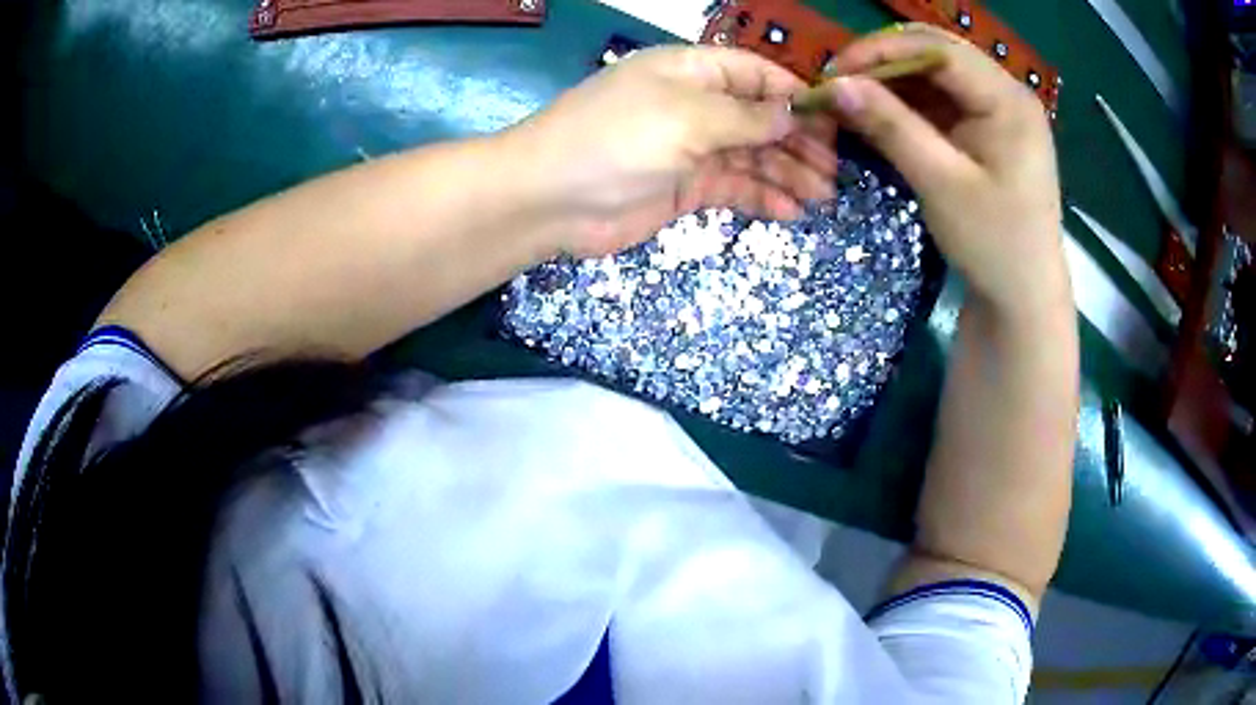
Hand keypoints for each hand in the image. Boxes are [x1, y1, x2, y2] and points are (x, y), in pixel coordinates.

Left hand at [504, 46, 838, 256]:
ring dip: (787, 173)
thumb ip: (746, 116)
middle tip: (835, 170)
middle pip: (760, 117)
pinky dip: (761, 197)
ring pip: (751, 155)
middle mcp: (694, 104)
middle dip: (798, 141)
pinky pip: (733, 187)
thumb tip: (793, 114)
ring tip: (823, 196)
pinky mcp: (684, 187)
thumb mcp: (688, 116)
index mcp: (691, 71)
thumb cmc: (617, 139)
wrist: (550, 198)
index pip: (756, 73)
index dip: (795, 94)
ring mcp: (689, 147)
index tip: (835, 122)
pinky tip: (790, 211)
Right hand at [822, 25, 1066, 315]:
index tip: (834, 71)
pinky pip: (943, 101)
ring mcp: (1000, 111)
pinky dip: (908, 103)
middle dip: (885, 61)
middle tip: (841, 83)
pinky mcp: (990, 130)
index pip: (938, 50)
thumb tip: (835, 84)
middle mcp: (1007, 93)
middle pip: (937, 54)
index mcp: (1008, 100)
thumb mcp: (941, 184)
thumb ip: (891, 127)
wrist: (1025, 298)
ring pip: (936, 75)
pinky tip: (881, 115)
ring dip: (893, 81)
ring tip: (853, 99)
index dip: (882, 50)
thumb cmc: (994, 244)